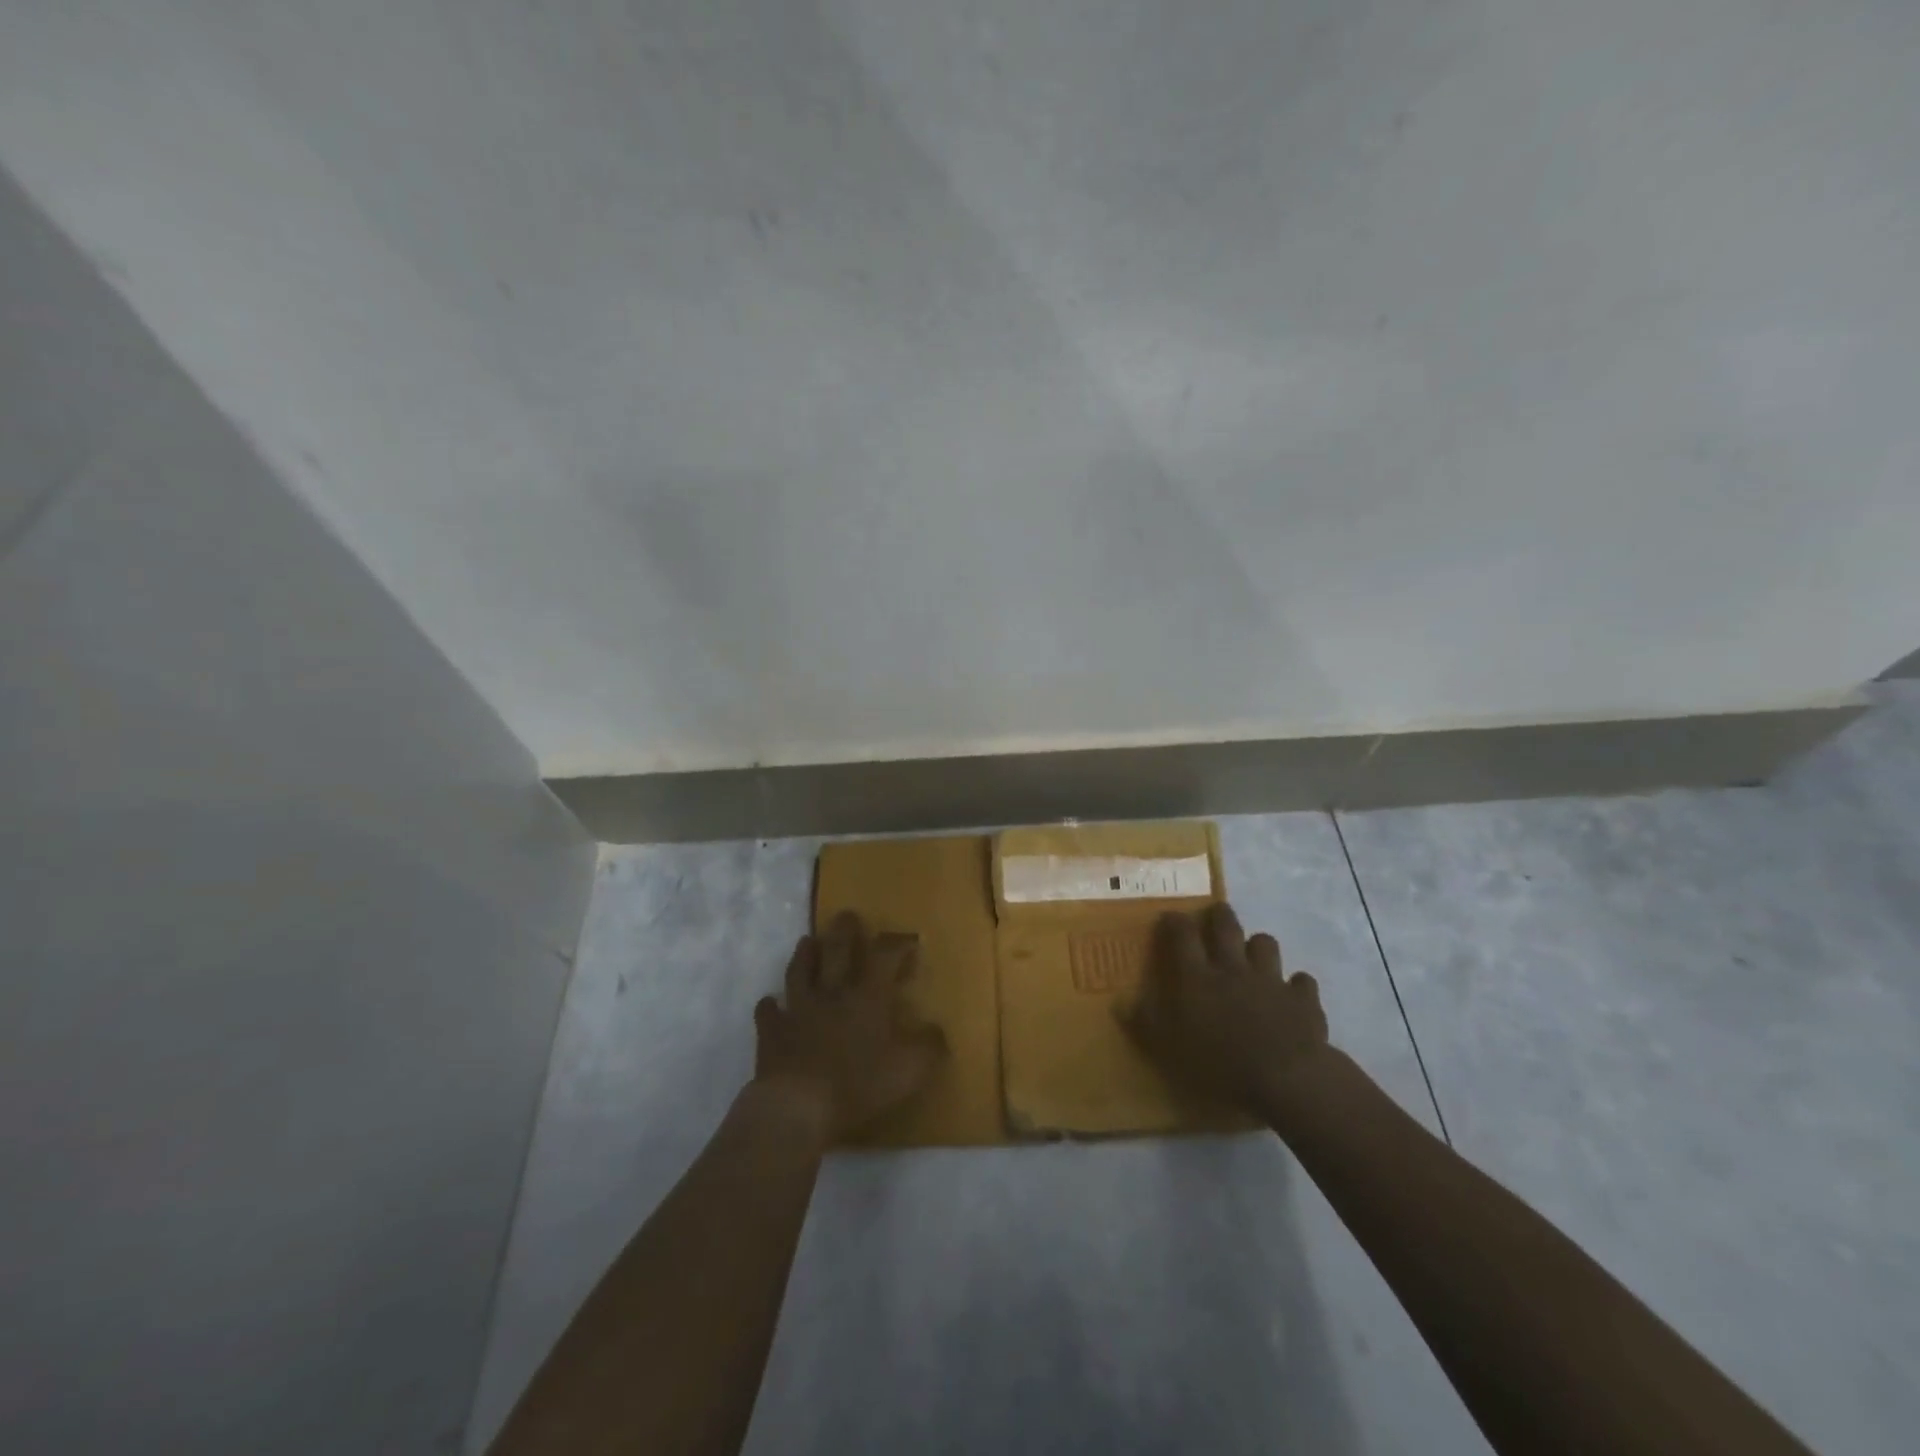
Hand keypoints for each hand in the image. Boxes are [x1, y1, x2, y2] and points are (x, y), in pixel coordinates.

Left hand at [753, 911, 948, 1138]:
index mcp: (867, 998)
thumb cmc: (858, 1085)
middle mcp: (832, 994)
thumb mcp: (908, 1071)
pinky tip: (770, 1002)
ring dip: (804, 955)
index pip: (884, 958)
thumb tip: (938, 1030)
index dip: (897, 945)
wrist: (797, 1105)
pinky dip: (770, 1006)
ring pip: (800, 972)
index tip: (908, 940)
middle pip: (837, 952)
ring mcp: (798, 1010)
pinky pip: (768, 1012)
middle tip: (846, 915)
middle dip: (844, 931)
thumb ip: (928, 1048)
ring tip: (806, 940)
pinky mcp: (771, 1032)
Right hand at [1122, 902, 1331, 1114]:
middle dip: (1219, 915)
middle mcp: (1233, 968)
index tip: (1169, 917)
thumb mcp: (1168, 1048)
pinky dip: (1296, 985)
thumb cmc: (1218, 1063)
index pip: (1182, 935)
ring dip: (1258, 945)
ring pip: (1265, 944)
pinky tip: (1293, 995)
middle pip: (1226, 927)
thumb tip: (1119, 1000)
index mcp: (1198, 977)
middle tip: (1214, 914)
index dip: (1175, 921)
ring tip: (1253, 954)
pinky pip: (1302, 982)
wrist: (1285, 1078)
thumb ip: (1144, 1021)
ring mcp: (1271, 980)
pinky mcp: (1303, 999)